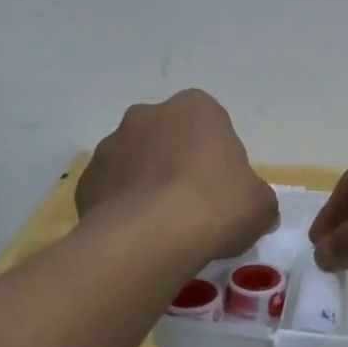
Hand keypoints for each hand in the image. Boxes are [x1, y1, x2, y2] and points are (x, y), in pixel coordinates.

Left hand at [78, 90, 276, 259]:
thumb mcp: (261, 205)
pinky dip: (122, 208)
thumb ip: (257, 198)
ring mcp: (111, 145)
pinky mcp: (86, 180)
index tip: (223, 189)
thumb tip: (254, 208)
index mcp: (196, 108)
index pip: (211, 125)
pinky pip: (111, 191)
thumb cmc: (217, 206)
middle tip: (193, 205)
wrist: (151, 237)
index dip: (218, 158)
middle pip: (168, 138)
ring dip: (147, 184)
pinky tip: (138, 236)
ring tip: (163, 226)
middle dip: (177, 164)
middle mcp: (147, 115)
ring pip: (135, 163)